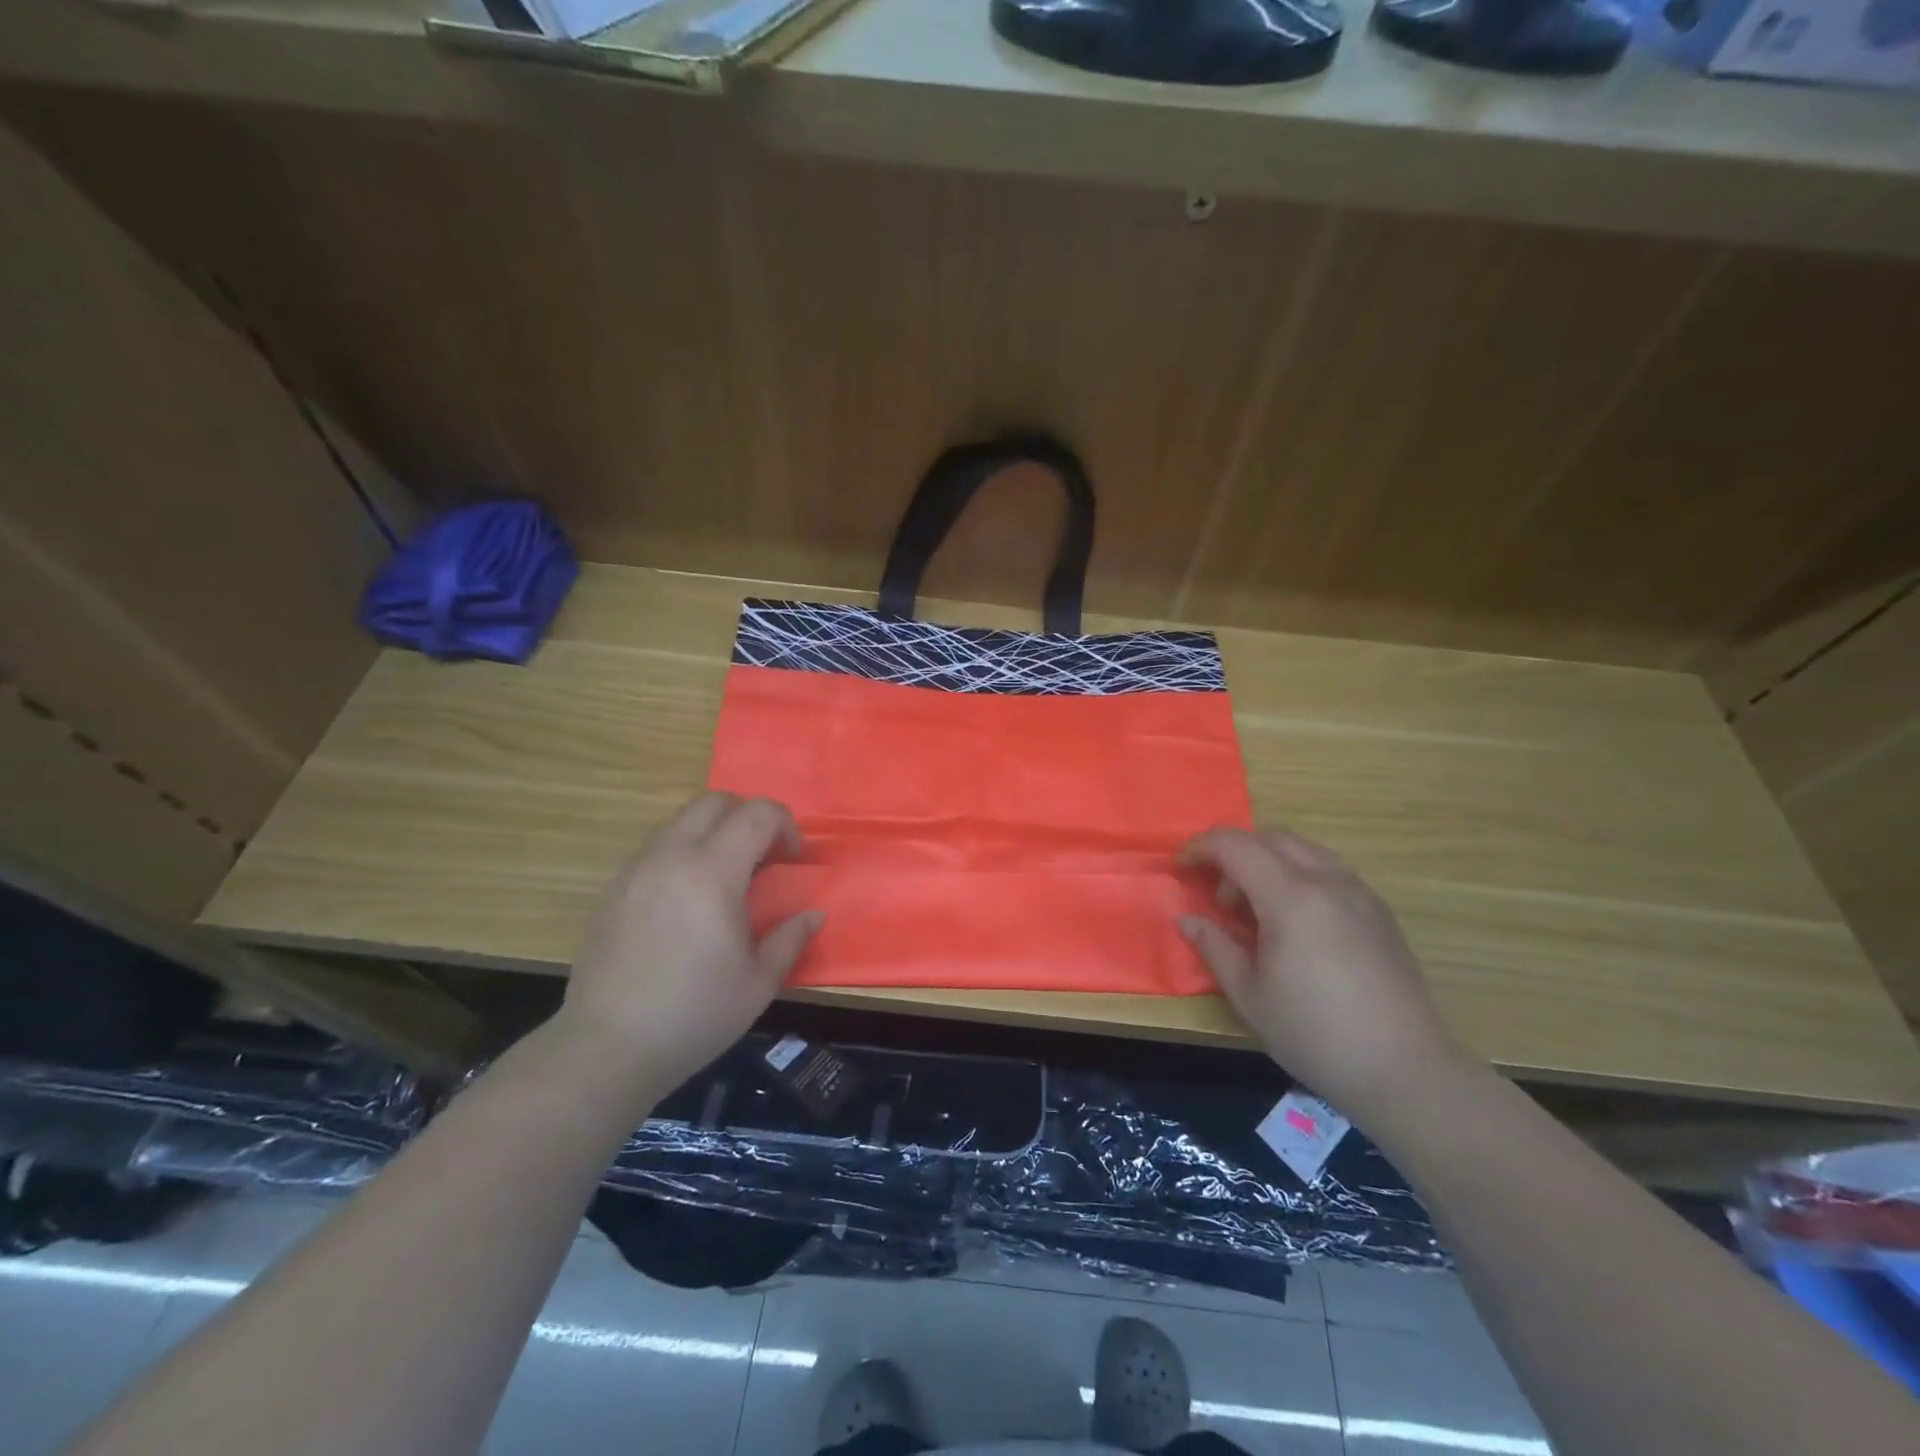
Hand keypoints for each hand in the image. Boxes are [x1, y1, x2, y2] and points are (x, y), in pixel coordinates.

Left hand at [554, 793, 819, 1103]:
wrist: (607, 1048)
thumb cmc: (694, 1015)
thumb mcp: (759, 982)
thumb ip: (791, 937)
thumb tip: (813, 913)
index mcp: (712, 872)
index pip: (757, 813)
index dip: (785, 826)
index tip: (792, 863)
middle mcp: (671, 856)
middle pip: (716, 801)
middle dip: (749, 818)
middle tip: (762, 860)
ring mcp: (636, 869)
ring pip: (681, 820)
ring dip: (714, 833)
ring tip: (725, 880)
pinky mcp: (613, 888)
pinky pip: (656, 848)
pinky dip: (683, 853)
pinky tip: (687, 901)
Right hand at [1177, 828, 1466, 1119]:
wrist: (1406, 1071)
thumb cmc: (1315, 1035)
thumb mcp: (1249, 996)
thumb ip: (1215, 947)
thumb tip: (1188, 920)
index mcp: (1291, 898)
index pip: (1236, 845)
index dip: (1200, 848)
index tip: (1180, 869)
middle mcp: (1328, 883)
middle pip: (1271, 838)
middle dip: (1235, 853)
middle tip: (1220, 897)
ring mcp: (1360, 895)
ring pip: (1304, 850)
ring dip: (1269, 863)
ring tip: (1257, 911)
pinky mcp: (1380, 913)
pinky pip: (1330, 872)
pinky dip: (1299, 877)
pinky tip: (1296, 925)